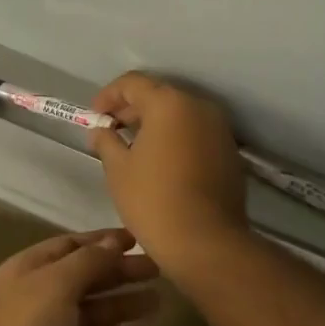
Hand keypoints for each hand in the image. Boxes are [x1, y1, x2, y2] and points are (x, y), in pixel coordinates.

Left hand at [0, 229, 159, 325]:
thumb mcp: (57, 284)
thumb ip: (88, 260)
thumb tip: (113, 241)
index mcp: (28, 270)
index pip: (70, 245)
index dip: (103, 241)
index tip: (137, 240)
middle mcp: (36, 298)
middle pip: (84, 279)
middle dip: (119, 273)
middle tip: (157, 271)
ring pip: (91, 315)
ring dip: (122, 306)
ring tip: (157, 302)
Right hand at [86, 73, 246, 254]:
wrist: (206, 242)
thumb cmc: (153, 200)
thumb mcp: (118, 169)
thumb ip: (107, 141)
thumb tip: (102, 130)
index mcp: (169, 103)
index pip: (133, 83)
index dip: (109, 95)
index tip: (95, 115)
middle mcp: (198, 106)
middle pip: (159, 94)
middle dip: (132, 108)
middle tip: (111, 129)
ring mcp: (219, 128)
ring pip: (180, 114)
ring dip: (156, 123)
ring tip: (134, 146)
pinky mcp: (229, 151)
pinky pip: (196, 133)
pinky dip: (176, 137)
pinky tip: (161, 161)